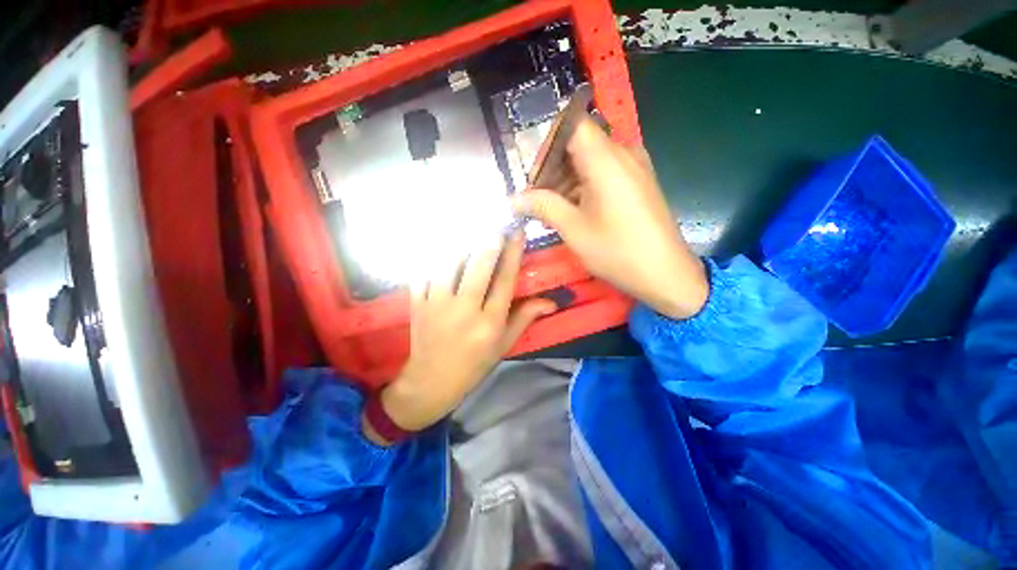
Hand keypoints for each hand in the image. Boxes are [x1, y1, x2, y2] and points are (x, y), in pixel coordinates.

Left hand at [363, 234, 555, 445]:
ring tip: (469, 227)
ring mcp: (437, 305)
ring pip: (449, 264)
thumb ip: (525, 318)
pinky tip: (439, 242)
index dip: (513, 253)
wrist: (432, 380)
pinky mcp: (417, 303)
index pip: (505, 280)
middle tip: (495, 223)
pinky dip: (431, 254)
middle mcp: (465, 310)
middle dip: (489, 241)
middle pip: (478, 266)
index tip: (517, 232)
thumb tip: (552, 302)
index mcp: (490, 322)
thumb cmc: (474, 363)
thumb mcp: (504, 344)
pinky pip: (423, 272)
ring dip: (461, 243)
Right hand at [513, 119, 708, 319]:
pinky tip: (574, 211)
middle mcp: (623, 153)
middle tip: (537, 199)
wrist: (666, 274)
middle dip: (553, 169)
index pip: (571, 125)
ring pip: (591, 160)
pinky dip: (584, 186)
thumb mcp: (574, 229)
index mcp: (606, 159)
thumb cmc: (617, 251)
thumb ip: (543, 206)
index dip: (547, 146)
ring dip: (567, 180)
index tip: (534, 177)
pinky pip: (605, 172)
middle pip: (579, 143)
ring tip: (552, 210)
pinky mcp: (639, 182)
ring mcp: (635, 167)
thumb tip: (515, 199)